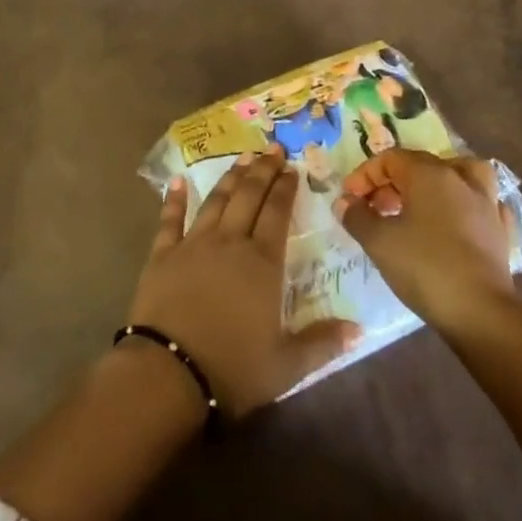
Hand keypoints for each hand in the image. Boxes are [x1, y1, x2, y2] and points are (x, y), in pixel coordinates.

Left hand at [127, 148, 357, 416]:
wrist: (170, 372)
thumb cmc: (233, 368)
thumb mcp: (287, 365)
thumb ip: (322, 342)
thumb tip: (358, 328)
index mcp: (262, 263)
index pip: (278, 213)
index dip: (286, 188)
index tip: (293, 168)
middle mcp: (230, 242)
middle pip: (249, 196)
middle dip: (263, 170)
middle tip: (273, 148)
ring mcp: (194, 244)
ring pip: (216, 201)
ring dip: (230, 177)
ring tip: (243, 158)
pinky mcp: (163, 254)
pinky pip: (170, 219)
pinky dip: (174, 199)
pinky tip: (178, 181)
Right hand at [335, 149, 515, 333]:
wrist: (481, 312)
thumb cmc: (425, 268)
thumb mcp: (379, 241)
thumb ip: (357, 216)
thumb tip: (345, 202)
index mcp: (429, 174)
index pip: (390, 159)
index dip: (365, 175)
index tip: (350, 199)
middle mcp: (459, 179)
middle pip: (420, 165)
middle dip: (391, 182)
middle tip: (374, 208)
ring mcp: (486, 203)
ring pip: (459, 174)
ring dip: (436, 183)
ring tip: (419, 203)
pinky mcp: (501, 230)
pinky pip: (483, 203)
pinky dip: (467, 205)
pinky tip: (459, 220)